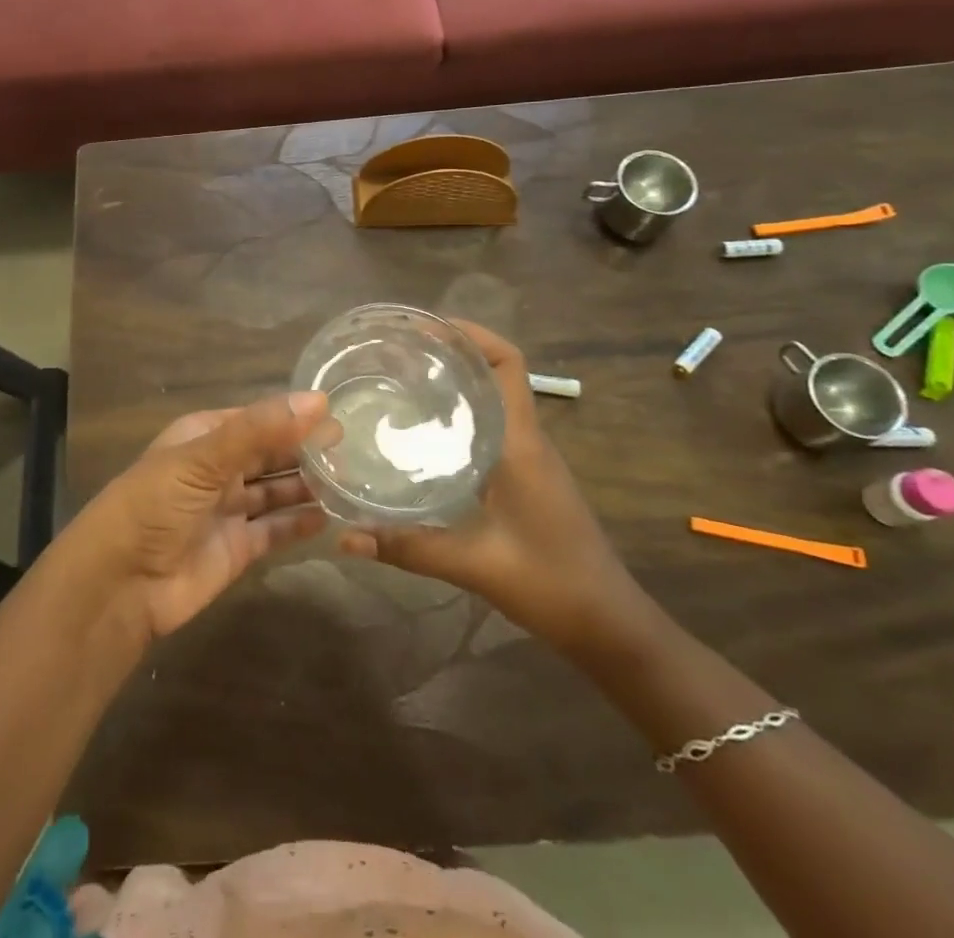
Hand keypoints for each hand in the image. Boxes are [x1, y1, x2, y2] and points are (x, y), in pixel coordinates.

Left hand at [68, 392, 333, 640]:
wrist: (120, 584)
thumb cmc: (155, 504)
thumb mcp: (203, 458)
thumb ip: (259, 430)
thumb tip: (318, 401)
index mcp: (204, 436)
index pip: (257, 419)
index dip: (293, 416)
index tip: (338, 414)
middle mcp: (218, 469)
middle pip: (269, 454)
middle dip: (305, 449)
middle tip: (355, 448)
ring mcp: (228, 509)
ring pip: (276, 491)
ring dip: (307, 484)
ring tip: (351, 478)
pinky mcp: (238, 548)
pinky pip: (275, 529)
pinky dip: (299, 523)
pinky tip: (330, 516)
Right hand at [337, 320, 651, 655]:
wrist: (608, 625)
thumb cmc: (550, 582)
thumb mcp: (473, 564)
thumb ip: (408, 548)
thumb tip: (344, 536)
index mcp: (520, 443)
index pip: (508, 364)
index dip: (472, 334)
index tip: (425, 328)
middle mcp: (526, 439)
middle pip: (494, 373)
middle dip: (449, 353)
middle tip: (395, 354)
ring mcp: (529, 458)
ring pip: (491, 400)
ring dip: (454, 383)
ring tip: (399, 382)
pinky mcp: (525, 477)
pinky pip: (490, 427)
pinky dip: (458, 416)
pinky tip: (422, 434)